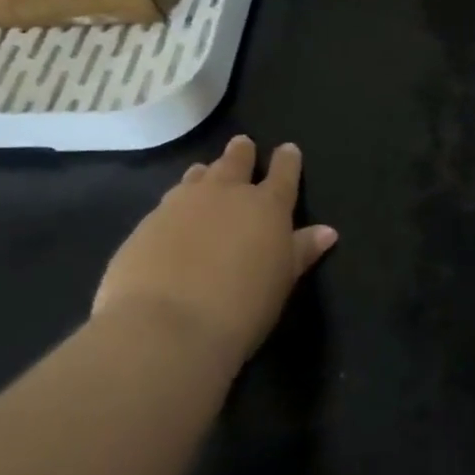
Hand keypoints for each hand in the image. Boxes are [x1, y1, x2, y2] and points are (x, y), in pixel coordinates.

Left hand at [93, 136, 338, 367]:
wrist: (164, 329)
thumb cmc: (240, 308)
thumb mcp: (282, 282)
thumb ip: (301, 251)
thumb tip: (328, 231)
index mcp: (267, 206)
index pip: (283, 173)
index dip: (287, 160)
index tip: (288, 150)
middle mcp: (226, 194)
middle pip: (236, 162)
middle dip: (242, 153)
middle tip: (242, 145)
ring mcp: (182, 204)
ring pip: (198, 176)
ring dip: (206, 173)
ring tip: (205, 172)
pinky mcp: (146, 224)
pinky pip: (167, 203)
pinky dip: (176, 203)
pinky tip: (173, 217)